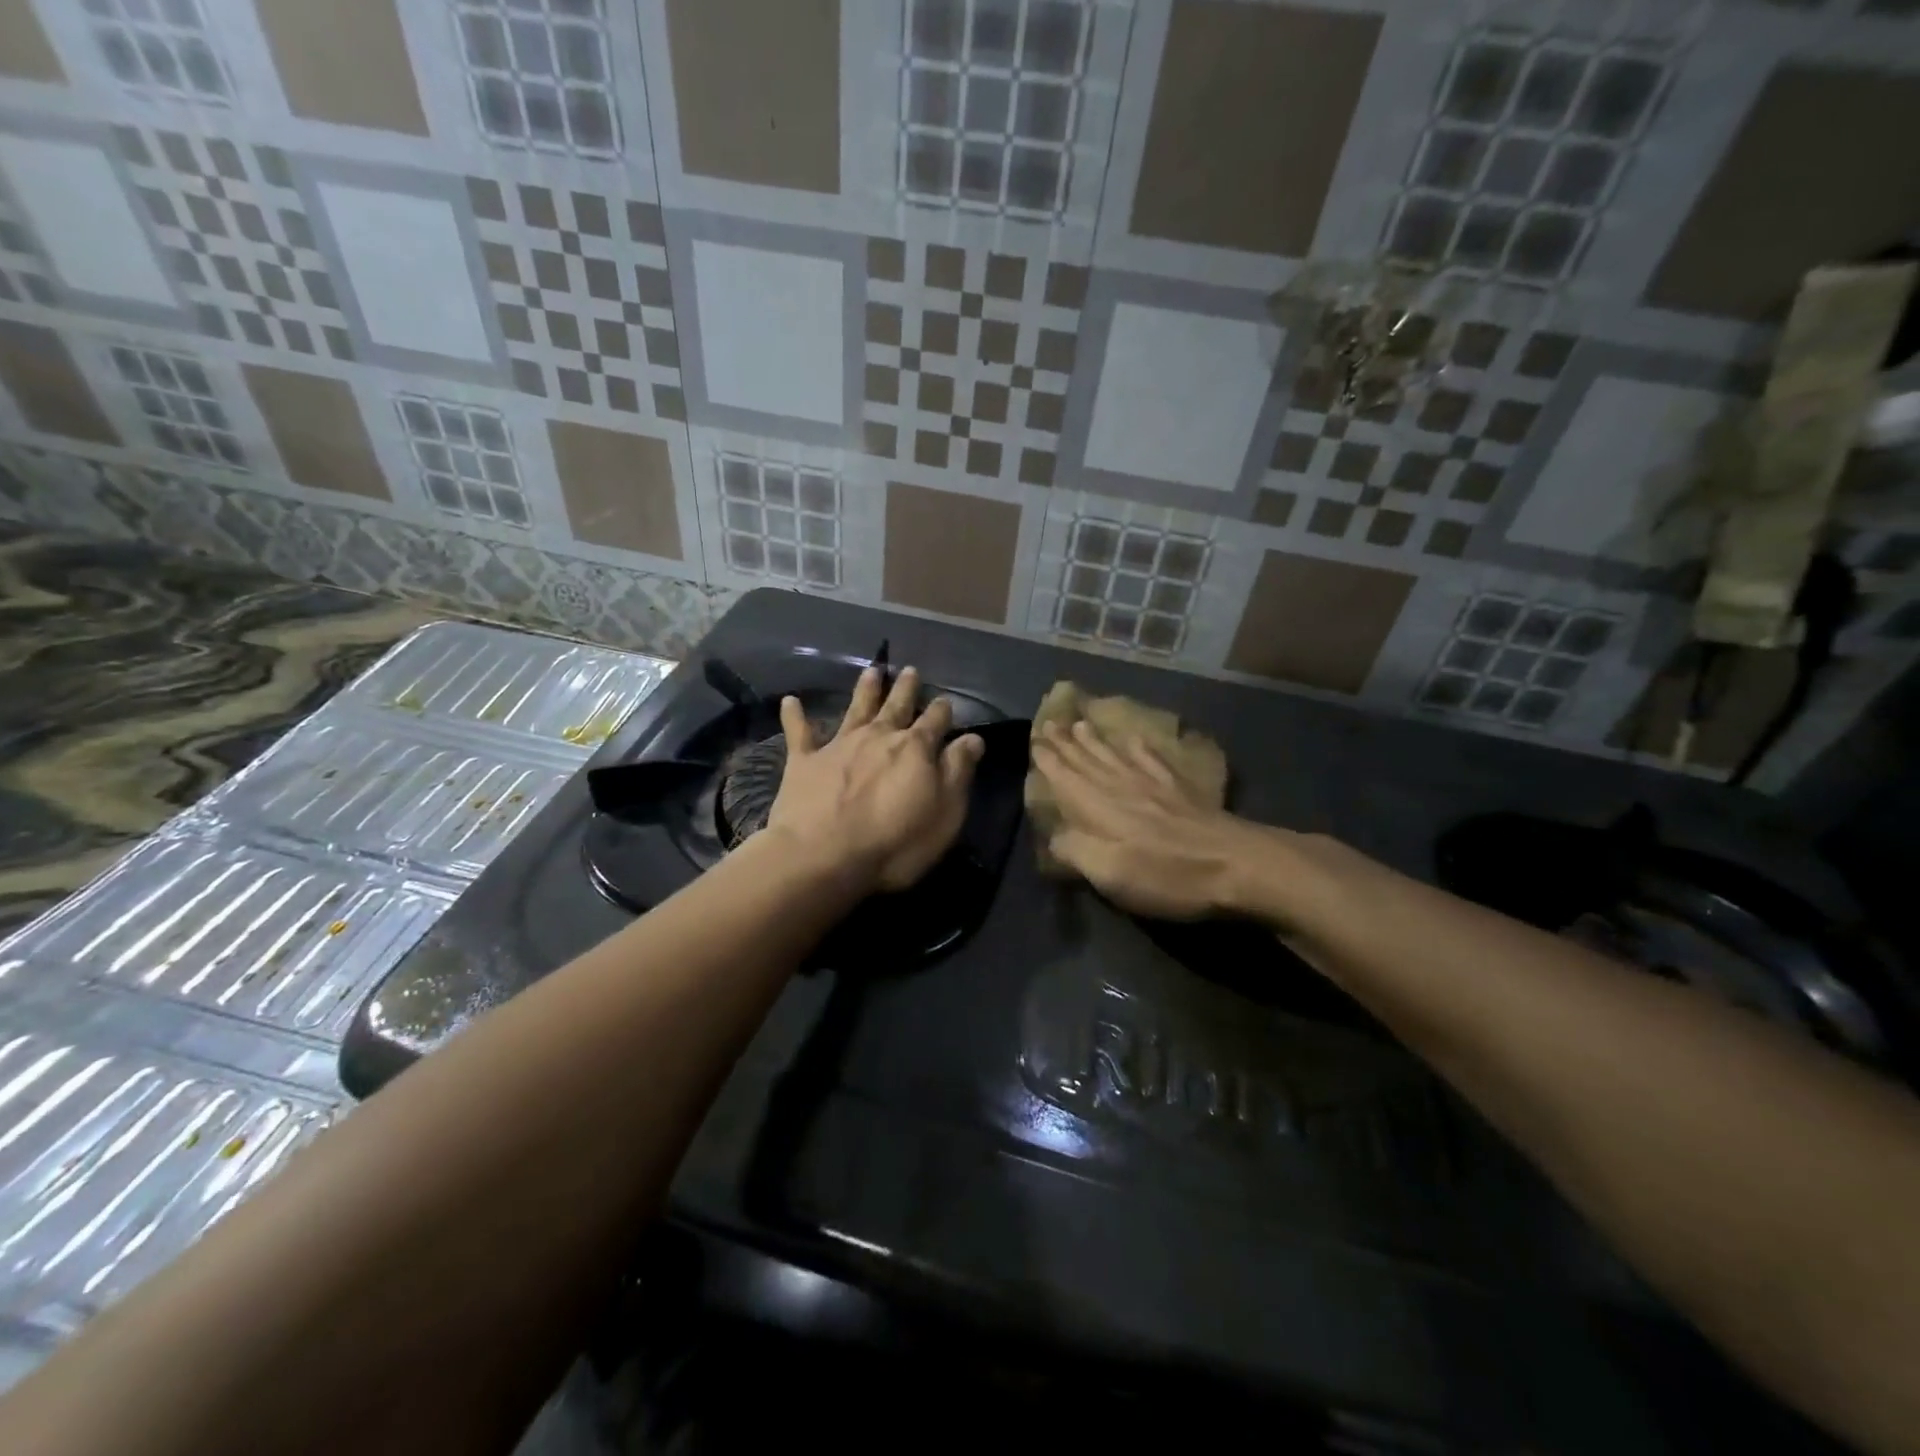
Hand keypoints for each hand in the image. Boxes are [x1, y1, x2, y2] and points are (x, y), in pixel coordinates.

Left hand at [767, 665, 983, 892]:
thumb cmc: (895, 842)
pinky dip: (795, 715)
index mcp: (916, 748)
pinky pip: (799, 732)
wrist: (823, 854)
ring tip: (871, 670)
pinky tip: (790, 700)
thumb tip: (973, 737)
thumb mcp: (944, 812)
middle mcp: (878, 736)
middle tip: (910, 670)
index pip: (935, 721)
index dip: (942, 711)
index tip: (945, 701)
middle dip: (906, 688)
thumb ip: (958, 771)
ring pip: (856, 709)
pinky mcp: (804, 760)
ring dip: (865, 689)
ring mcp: (839, 745)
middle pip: (897, 706)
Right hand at [1031, 720, 1281, 919]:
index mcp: (1099, 808)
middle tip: (1049, 722)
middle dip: (1065, 743)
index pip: (1065, 777)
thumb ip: (1076, 851)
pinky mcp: (1179, 789)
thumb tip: (1054, 837)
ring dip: (1095, 740)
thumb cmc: (1167, 874)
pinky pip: (1151, 758)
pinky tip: (1133, 738)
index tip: (1034, 739)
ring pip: (1114, 755)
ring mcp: (1153, 784)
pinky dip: (1138, 746)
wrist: (1236, 863)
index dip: (1048, 759)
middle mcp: (1120, 787)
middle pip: (1087, 760)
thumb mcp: (1111, 874)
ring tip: (1081, 723)